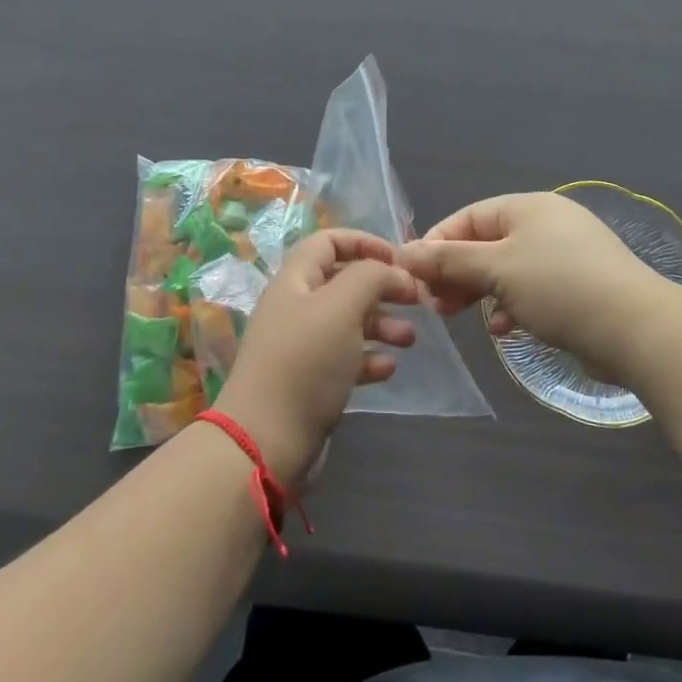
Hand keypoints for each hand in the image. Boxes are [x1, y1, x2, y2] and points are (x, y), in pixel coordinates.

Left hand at [213, 230, 417, 487]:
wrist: (265, 441)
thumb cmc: (305, 362)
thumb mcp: (342, 307)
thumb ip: (371, 276)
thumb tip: (393, 270)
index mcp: (295, 280)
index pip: (328, 241)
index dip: (364, 242)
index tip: (399, 259)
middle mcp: (295, 307)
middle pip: (342, 282)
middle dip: (381, 287)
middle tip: (415, 300)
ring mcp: (300, 346)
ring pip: (347, 321)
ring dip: (381, 324)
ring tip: (409, 340)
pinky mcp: (307, 381)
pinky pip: (344, 358)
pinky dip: (368, 358)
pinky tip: (388, 369)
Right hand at [398, 192, 666, 387]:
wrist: (636, 328)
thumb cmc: (558, 287)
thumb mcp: (496, 269)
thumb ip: (449, 260)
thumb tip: (404, 252)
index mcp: (527, 206)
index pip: (468, 217)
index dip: (436, 244)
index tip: (413, 276)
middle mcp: (547, 223)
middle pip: (487, 243)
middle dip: (457, 273)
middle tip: (434, 304)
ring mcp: (566, 255)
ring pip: (508, 269)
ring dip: (480, 291)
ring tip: (460, 318)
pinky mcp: (580, 286)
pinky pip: (533, 289)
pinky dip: (512, 304)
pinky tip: (504, 328)